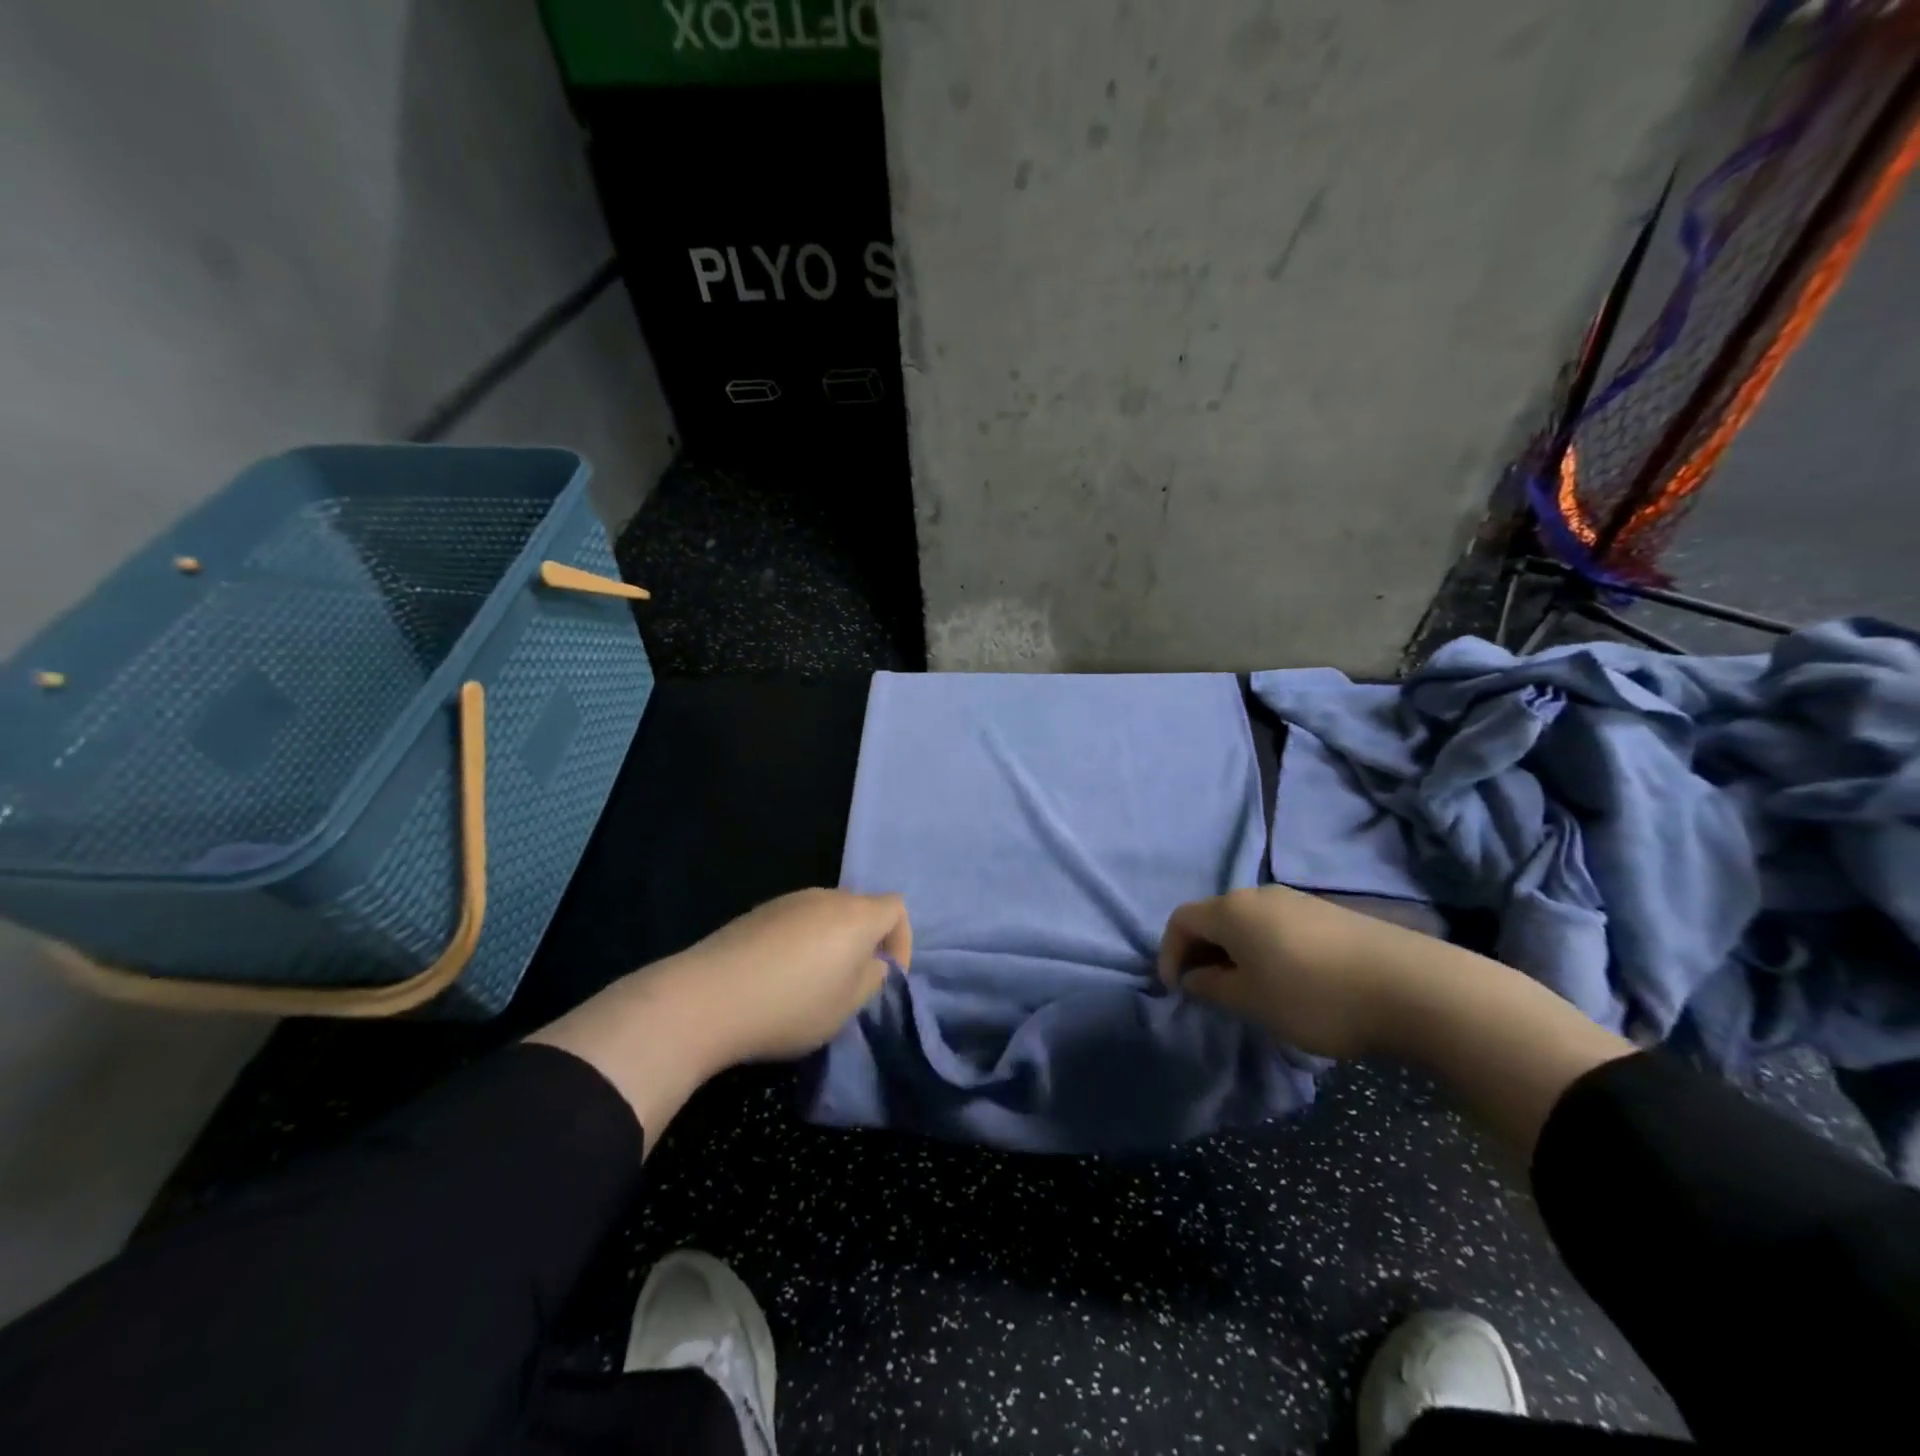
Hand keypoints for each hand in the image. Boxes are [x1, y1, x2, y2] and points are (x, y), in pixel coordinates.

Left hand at [529, 889, 909, 1147]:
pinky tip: (777, 978)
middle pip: (860, 909)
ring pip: (825, 916)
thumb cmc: (791, 1006)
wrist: (706, 998)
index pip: (897, 908)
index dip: (901, 941)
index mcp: (856, 914)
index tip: (886, 977)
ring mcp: (787, 901)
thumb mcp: (846, 1006)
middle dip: (864, 943)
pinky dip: (799, 944)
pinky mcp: (755, 913)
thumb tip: (871, 963)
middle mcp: (825, 897)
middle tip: (850, 984)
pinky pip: (794, 922)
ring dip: (830, 944)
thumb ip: (871, 979)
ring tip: (812, 985)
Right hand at [1158, 884, 1414, 1058]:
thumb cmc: (1314, 996)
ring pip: (1248, 923)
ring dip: (1235, 953)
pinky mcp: (1328, 914)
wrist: (1411, 986)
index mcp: (1232, 910)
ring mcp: (1297, 901)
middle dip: (1202, 953)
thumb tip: (1193, 977)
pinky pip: (1278, 927)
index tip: (1176, 990)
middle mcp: (1259, 895)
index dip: (1169, 953)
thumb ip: (1211, 987)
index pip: (1181, 920)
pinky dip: (1266, 951)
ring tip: (1248, 991)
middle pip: (1214, 917)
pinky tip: (1288, 981)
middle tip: (1208, 992)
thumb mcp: (1251, 1001)